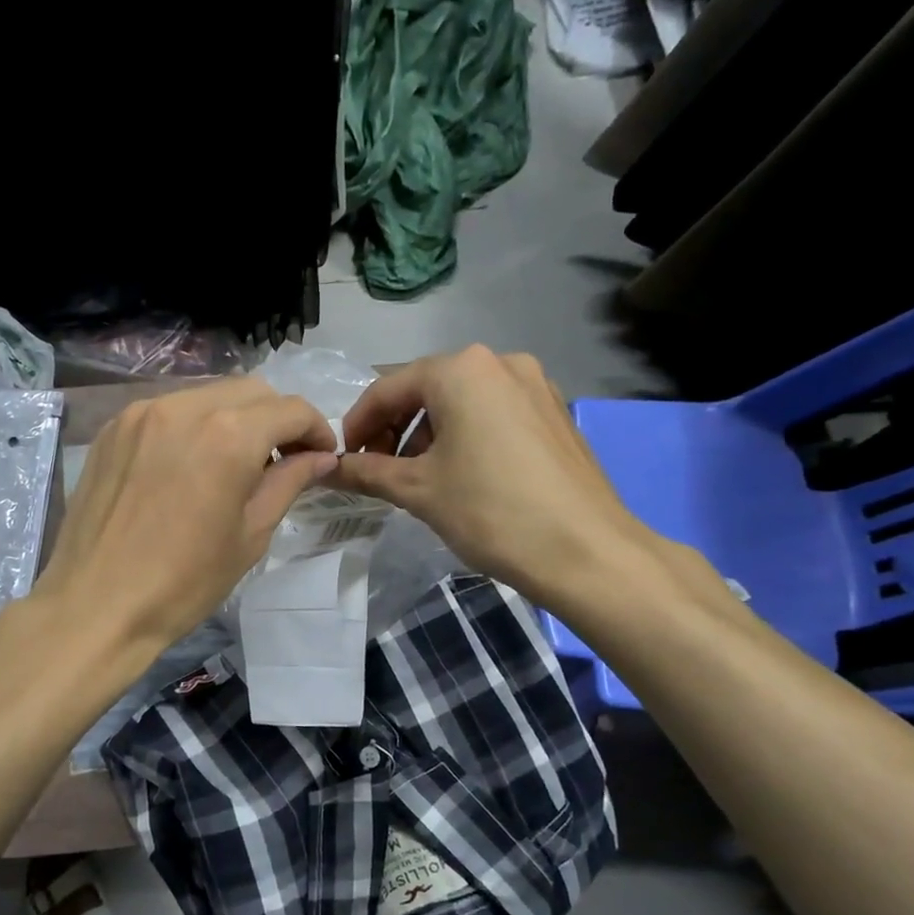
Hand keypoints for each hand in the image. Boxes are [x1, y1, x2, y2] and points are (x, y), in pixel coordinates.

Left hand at [30, 379, 338, 658]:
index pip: (290, 410)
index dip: (316, 430)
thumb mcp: (250, 535)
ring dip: (233, 419)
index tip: (319, 457)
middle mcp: (184, 408)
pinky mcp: (113, 428)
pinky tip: (188, 465)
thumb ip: (287, 483)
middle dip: (276, 419)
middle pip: (250, 392)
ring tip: (233, 464)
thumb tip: (320, 458)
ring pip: (206, 396)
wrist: (95, 606)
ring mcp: (141, 413)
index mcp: (228, 436)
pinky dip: (191, 426)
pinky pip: (167, 411)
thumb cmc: (183, 583)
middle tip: (280, 461)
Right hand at [331, 346, 664, 611]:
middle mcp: (500, 362)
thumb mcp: (417, 490)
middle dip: (393, 429)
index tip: (343, 459)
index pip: (388, 388)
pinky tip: (461, 474)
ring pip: (461, 401)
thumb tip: (326, 469)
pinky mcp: (554, 412)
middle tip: (377, 470)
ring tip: (418, 477)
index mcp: (462, 370)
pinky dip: (465, 436)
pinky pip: (493, 413)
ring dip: (428, 434)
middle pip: (426, 389)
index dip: (357, 424)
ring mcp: (535, 384)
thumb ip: (366, 472)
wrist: (587, 552)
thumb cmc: (490, 511)